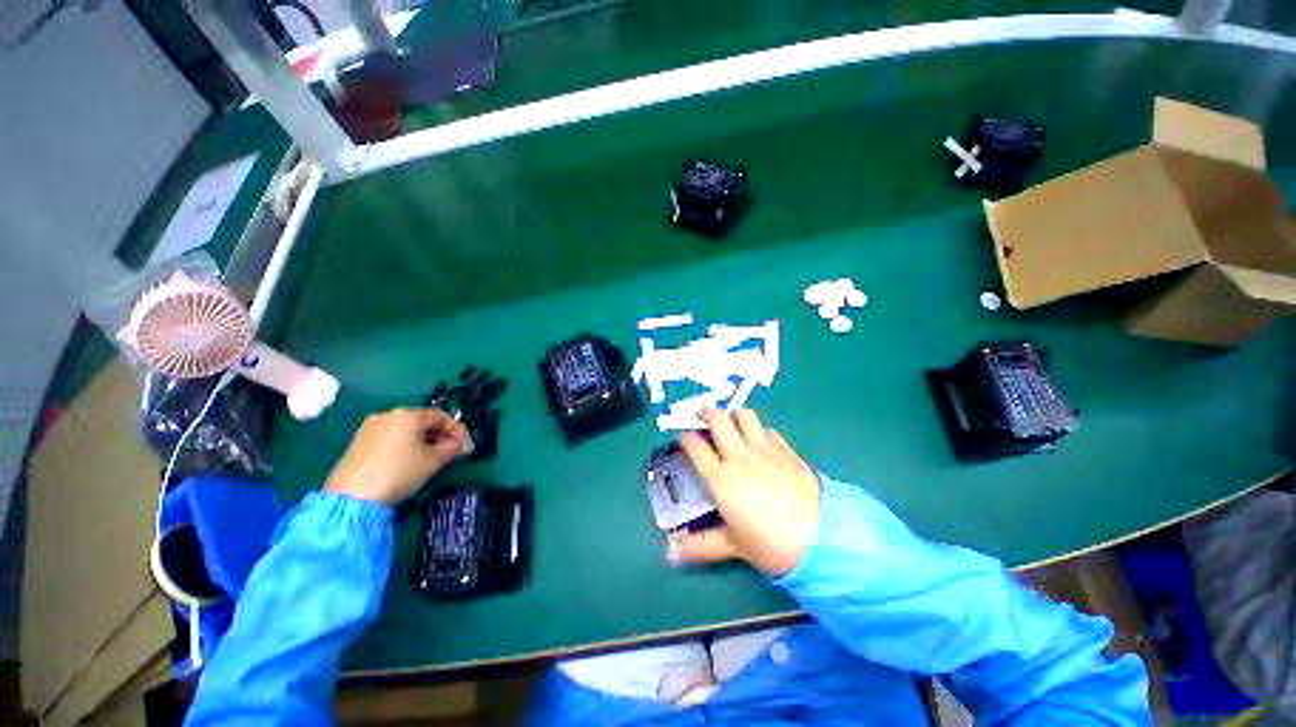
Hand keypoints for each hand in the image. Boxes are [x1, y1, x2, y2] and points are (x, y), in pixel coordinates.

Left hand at [325, 408, 470, 504]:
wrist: (351, 497)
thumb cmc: (399, 472)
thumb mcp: (434, 461)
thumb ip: (453, 448)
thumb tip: (462, 445)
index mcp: (408, 414)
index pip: (441, 416)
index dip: (458, 431)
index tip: (467, 447)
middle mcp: (388, 415)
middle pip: (423, 421)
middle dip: (440, 436)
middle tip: (451, 453)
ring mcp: (370, 428)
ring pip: (406, 430)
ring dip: (424, 441)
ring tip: (431, 459)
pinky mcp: (358, 442)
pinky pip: (391, 438)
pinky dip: (405, 446)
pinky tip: (409, 462)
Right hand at [669, 408, 820, 576]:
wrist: (819, 538)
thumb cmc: (769, 544)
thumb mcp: (733, 545)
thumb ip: (700, 545)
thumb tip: (670, 555)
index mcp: (720, 478)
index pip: (696, 447)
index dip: (686, 437)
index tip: (683, 435)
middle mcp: (739, 457)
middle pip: (718, 421)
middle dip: (707, 413)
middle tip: (702, 414)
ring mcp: (764, 450)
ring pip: (745, 417)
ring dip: (734, 415)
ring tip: (731, 421)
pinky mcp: (786, 450)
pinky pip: (769, 431)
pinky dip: (760, 431)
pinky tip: (761, 440)